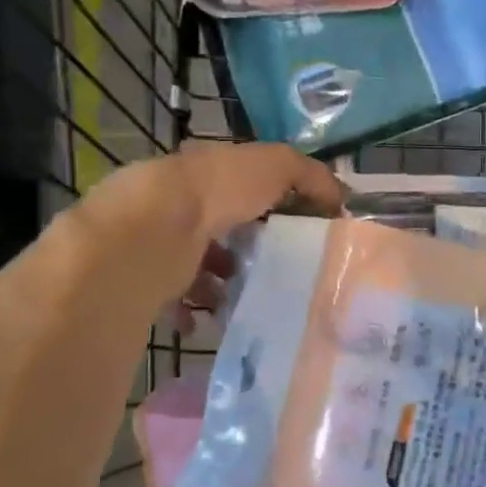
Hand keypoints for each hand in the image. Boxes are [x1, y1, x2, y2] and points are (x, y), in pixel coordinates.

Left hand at [74, 141, 345, 321]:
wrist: (155, 228)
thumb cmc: (219, 190)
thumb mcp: (277, 167)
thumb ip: (310, 176)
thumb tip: (340, 197)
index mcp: (208, 171)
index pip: (242, 185)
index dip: (270, 203)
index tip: (296, 231)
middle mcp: (179, 202)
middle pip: (217, 227)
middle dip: (243, 248)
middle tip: (274, 270)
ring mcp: (158, 239)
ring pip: (194, 264)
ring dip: (219, 282)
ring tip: (247, 299)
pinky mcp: (145, 276)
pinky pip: (171, 298)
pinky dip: (191, 311)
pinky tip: (211, 319)